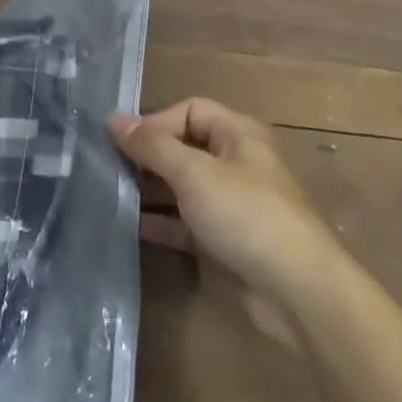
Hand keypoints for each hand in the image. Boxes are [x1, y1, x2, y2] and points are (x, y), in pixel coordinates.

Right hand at [108, 98, 345, 311]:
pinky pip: (186, 223)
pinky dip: (162, 222)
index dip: (155, 122)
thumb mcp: (194, 173)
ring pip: (183, 187)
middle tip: (106, 170)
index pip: (189, 111)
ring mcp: (231, 204)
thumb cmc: (246, 214)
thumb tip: (113, 118)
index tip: (120, 144)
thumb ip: (153, 146)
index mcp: (237, 134)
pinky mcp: (225, 241)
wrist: (296, 291)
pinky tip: (130, 228)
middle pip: (184, 148)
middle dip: (148, 158)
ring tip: (110, 197)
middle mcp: (235, 163)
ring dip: (150, 191)